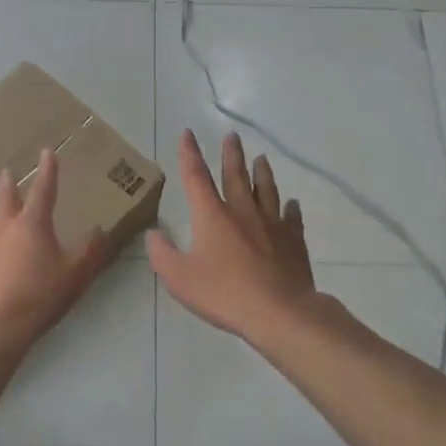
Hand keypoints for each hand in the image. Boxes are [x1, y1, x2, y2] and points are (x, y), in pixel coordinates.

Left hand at [0, 149, 112, 355]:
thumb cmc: (41, 296)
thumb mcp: (76, 274)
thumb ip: (90, 250)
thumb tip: (100, 229)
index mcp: (32, 225)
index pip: (43, 191)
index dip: (47, 171)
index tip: (47, 151)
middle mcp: (4, 229)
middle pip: (6, 200)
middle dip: (8, 184)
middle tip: (6, 172)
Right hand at [147, 130, 316, 340]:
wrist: (279, 311)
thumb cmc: (224, 294)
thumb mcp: (179, 278)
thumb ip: (162, 254)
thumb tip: (153, 234)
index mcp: (212, 215)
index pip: (196, 177)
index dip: (190, 154)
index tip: (188, 134)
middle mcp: (243, 211)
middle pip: (236, 175)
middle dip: (231, 154)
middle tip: (232, 136)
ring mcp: (272, 224)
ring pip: (266, 189)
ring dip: (262, 172)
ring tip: (261, 158)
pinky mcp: (293, 241)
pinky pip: (292, 218)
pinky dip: (290, 208)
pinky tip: (292, 204)